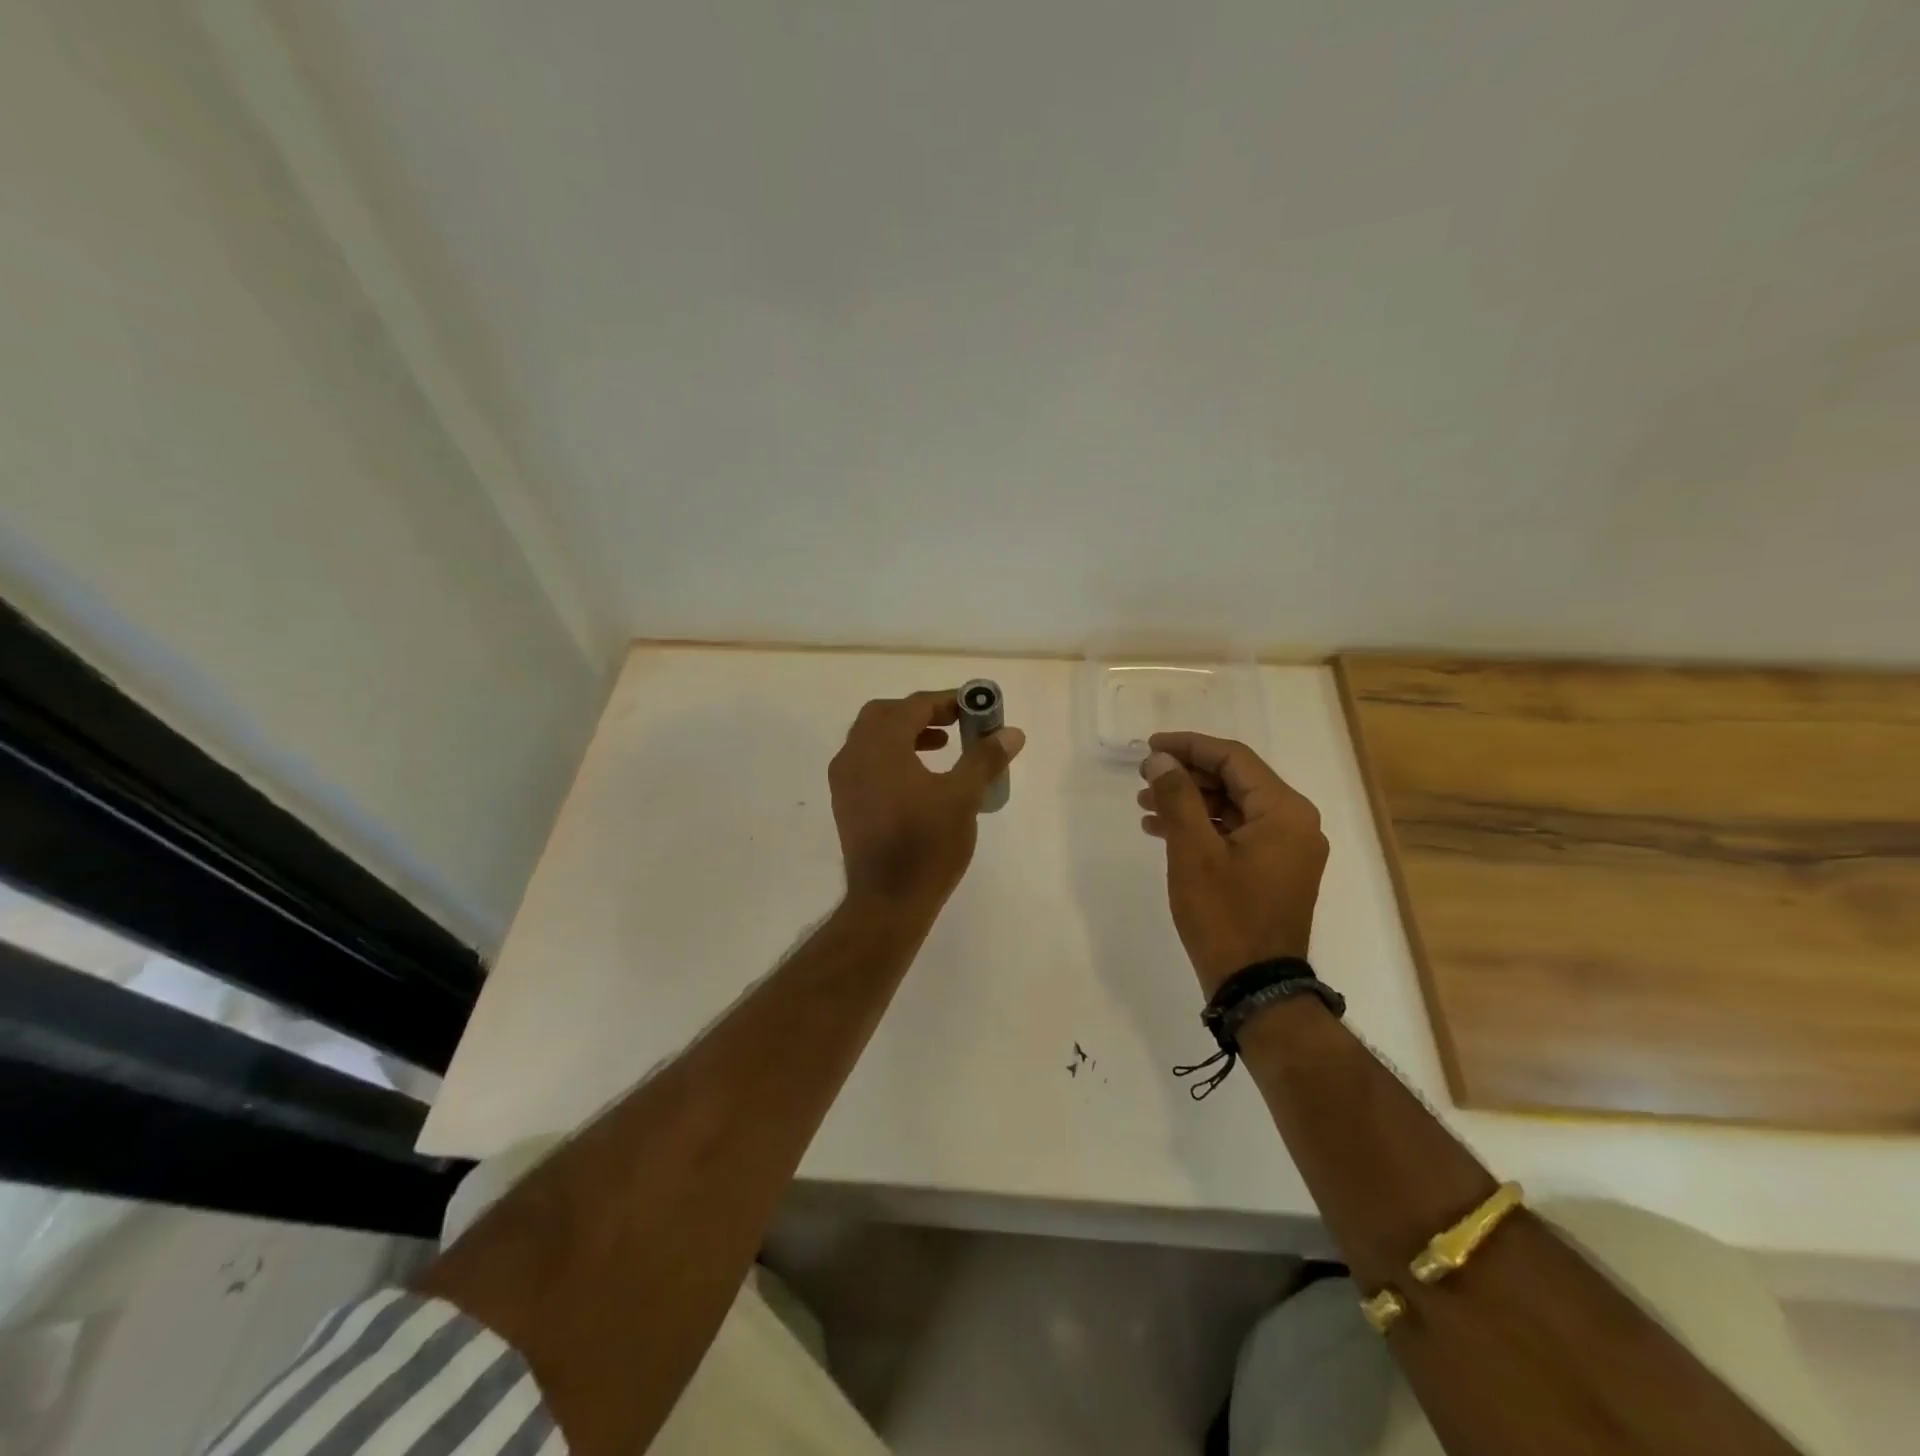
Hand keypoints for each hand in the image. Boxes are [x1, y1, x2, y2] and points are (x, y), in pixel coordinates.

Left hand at [830, 689, 1025, 913]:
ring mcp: (844, 781)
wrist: (887, 901)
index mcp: (880, 746)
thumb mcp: (963, 798)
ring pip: (872, 738)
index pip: (913, 706)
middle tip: (954, 722)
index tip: (973, 707)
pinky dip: (892, 756)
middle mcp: (853, 755)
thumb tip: (1011, 732)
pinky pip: (866, 762)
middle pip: (884, 715)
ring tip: (942, 746)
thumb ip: (985, 758)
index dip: (945, 701)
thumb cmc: (927, 845)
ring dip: (906, 733)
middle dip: (920, 713)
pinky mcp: (845, 803)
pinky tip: (920, 778)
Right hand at [1137, 732, 1327, 995]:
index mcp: (1284, 811)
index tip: (1149, 747)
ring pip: (1233, 807)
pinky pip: (1238, 833)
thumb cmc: (1225, 915)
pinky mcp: (1276, 870)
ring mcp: (1288, 849)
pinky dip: (1203, 827)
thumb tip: (1160, 759)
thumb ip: (1177, 797)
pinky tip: (1165, 831)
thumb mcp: (1193, 852)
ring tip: (1145, 805)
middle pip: (1236, 780)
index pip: (1233, 759)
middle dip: (1186, 775)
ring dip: (1191, 801)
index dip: (1188, 746)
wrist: (1256, 987)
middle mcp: (1295, 823)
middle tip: (1143, 777)